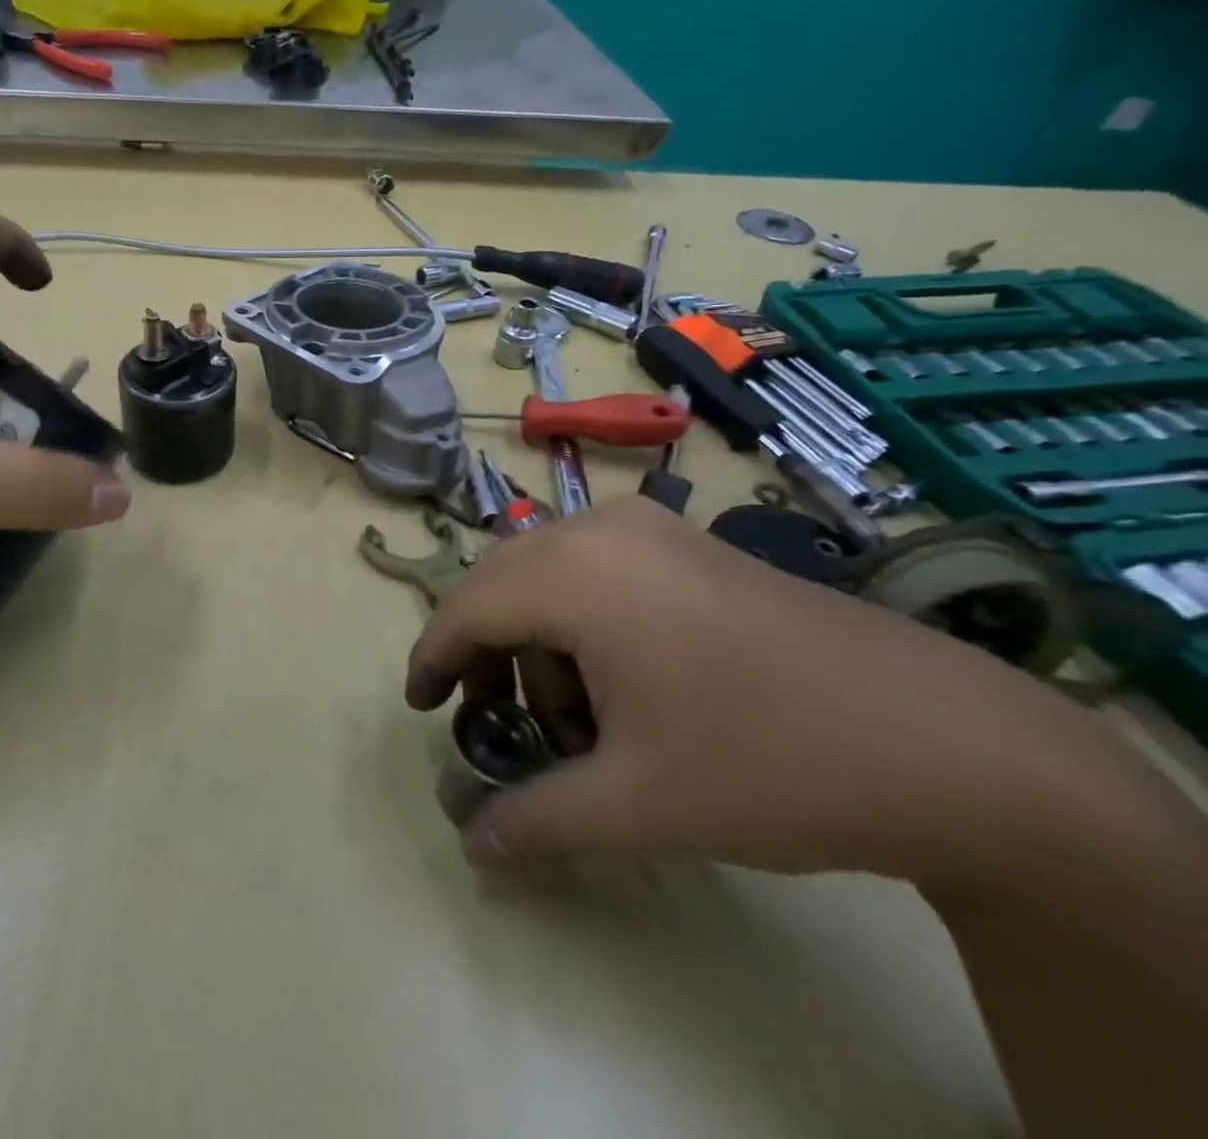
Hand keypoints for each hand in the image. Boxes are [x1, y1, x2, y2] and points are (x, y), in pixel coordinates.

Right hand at [405, 499, 1166, 890]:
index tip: (422, 708)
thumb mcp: (637, 805)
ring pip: (546, 573)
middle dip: (484, 651)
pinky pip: (594, 567)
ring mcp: (649, 527)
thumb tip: (473, 847)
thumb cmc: (769, 762)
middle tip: (494, 719)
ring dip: (536, 639)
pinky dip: (579, 618)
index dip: (433, 659)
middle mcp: (600, 528)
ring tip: (577, 717)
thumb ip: (536, 821)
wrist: (951, 744)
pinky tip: (622, 679)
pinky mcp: (686, 541)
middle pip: (500, 582)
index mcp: (575, 572)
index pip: (466, 608)